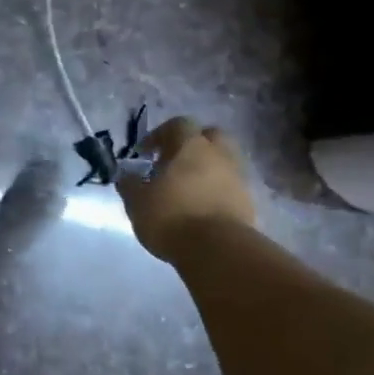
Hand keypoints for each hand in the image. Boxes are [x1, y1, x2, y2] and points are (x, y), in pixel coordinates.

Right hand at [117, 117, 254, 261]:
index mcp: (191, 146)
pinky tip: (200, 208)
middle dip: (192, 145)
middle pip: (210, 136)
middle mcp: (219, 155)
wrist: (217, 250)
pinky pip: (229, 187)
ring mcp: (237, 178)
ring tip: (186, 190)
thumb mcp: (137, 202)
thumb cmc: (171, 217)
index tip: (145, 153)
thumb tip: (126, 175)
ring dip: (206, 169)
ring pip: (222, 162)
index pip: (178, 125)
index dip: (159, 135)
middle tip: (173, 163)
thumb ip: (130, 185)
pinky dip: (216, 191)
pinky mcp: (247, 202)